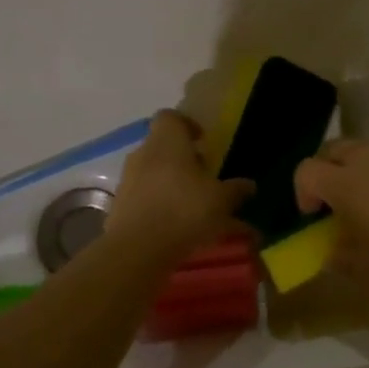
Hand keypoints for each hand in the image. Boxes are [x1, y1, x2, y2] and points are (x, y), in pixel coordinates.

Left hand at [107, 110, 252, 263]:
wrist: (136, 250)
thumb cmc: (184, 210)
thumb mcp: (221, 200)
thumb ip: (235, 190)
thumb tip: (249, 185)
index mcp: (167, 141)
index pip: (171, 117)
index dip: (188, 125)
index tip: (203, 141)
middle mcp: (143, 154)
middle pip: (163, 147)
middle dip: (184, 160)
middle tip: (205, 177)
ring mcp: (128, 180)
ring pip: (154, 174)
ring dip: (173, 184)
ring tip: (195, 207)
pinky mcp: (119, 207)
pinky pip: (145, 198)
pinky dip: (161, 206)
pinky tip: (179, 228)